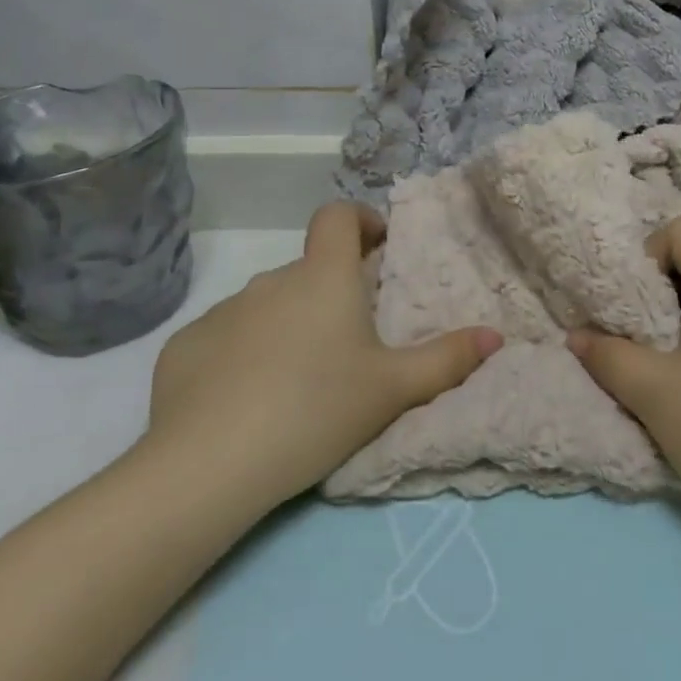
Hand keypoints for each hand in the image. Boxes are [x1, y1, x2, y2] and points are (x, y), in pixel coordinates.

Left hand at [144, 202, 502, 513]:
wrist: (209, 465)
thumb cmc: (316, 409)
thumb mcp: (393, 389)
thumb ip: (447, 359)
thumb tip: (496, 336)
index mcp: (323, 277)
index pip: (337, 215)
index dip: (359, 220)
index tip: (375, 247)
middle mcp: (271, 281)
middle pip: (307, 269)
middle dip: (328, 291)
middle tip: (347, 342)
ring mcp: (223, 312)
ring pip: (266, 305)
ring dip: (286, 324)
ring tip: (297, 378)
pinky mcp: (184, 346)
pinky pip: (224, 337)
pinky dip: (241, 354)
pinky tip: (244, 400)